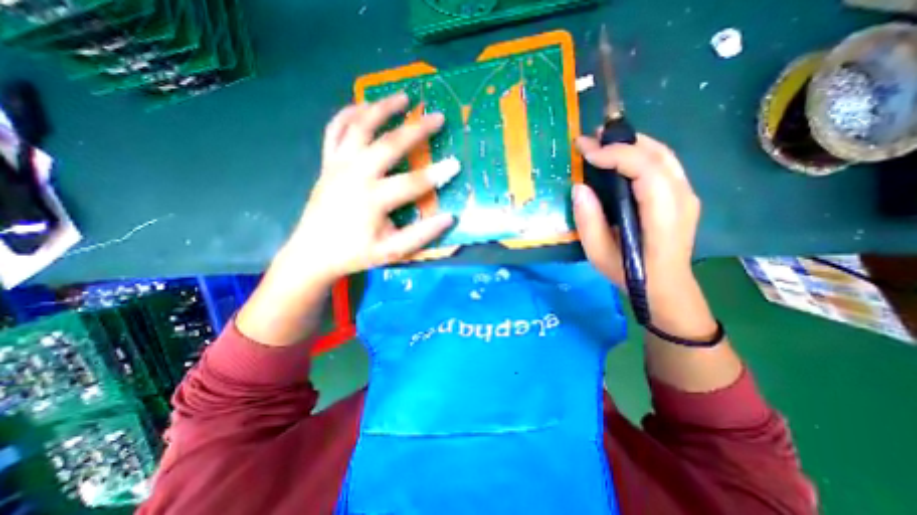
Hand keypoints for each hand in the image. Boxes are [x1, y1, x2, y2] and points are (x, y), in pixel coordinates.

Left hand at [272, 93, 457, 285]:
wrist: (312, 253)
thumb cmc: (355, 254)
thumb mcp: (391, 252)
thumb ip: (421, 235)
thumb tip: (449, 218)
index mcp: (373, 200)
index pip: (413, 183)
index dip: (437, 173)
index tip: (456, 164)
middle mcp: (355, 175)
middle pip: (389, 144)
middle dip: (417, 129)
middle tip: (438, 117)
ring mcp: (338, 165)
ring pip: (360, 126)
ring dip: (382, 108)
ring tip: (404, 96)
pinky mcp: (327, 163)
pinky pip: (335, 129)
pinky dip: (349, 113)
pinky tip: (363, 105)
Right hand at [572, 133, 704, 292]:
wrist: (665, 286)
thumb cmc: (630, 273)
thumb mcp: (599, 254)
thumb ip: (588, 221)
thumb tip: (579, 187)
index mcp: (663, 216)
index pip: (645, 170)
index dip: (615, 155)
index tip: (586, 152)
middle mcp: (682, 198)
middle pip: (657, 154)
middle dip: (622, 141)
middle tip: (591, 139)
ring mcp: (687, 195)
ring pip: (663, 154)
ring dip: (632, 143)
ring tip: (603, 142)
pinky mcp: (682, 195)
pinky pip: (663, 163)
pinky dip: (640, 153)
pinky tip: (621, 157)